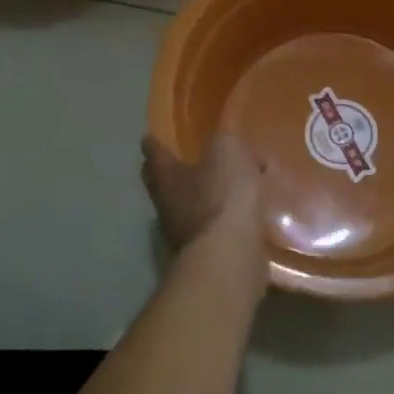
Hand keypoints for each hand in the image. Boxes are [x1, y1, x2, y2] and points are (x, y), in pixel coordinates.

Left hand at [142, 133, 268, 273]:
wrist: (230, 256)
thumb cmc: (221, 196)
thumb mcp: (227, 151)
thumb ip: (227, 142)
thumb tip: (234, 148)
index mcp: (166, 177)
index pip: (153, 154)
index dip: (153, 144)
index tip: (149, 137)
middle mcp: (167, 205)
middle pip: (165, 184)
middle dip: (175, 172)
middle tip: (188, 160)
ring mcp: (184, 234)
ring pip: (191, 208)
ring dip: (205, 198)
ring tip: (228, 187)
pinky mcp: (207, 254)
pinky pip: (215, 228)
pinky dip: (226, 219)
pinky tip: (245, 214)